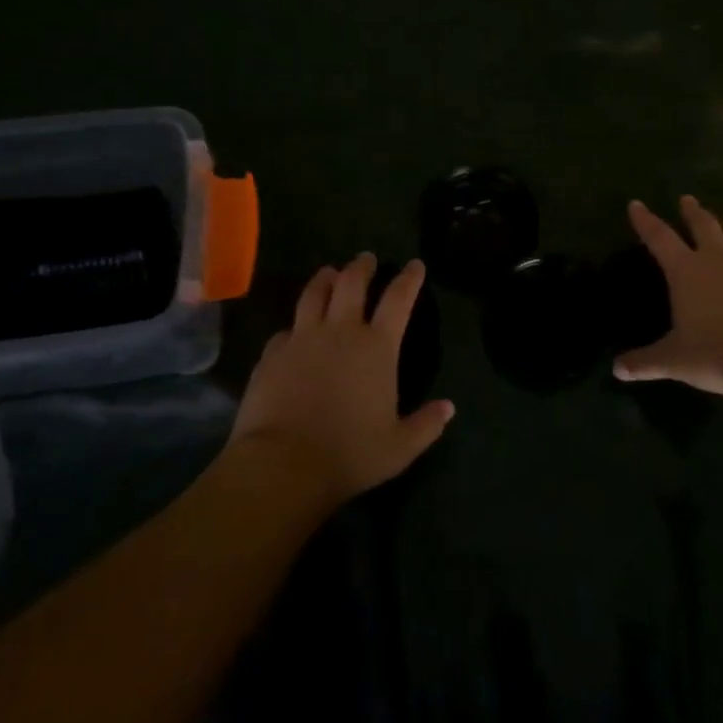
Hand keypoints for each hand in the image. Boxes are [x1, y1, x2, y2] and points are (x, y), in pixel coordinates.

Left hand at [231, 254, 454, 505]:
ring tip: (329, 273)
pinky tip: (294, 331)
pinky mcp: (272, 353)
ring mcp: (302, 338)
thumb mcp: (399, 447)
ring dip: (325, 279)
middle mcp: (340, 331)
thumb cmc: (349, 454)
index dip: (409, 278)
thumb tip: (449, 408)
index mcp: (377, 347)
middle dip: (362, 266)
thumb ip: (426, 425)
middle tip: (366, 259)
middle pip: (352, 282)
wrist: (283, 463)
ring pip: (314, 293)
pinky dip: (295, 325)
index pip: (398, 299)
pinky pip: (286, 329)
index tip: (415, 264)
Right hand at [614, 196, 722, 397]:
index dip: (646, 221)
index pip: (660, 238)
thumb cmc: (720, 353)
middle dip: (693, 212)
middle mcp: (719, 261)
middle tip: (687, 199)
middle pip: (704, 226)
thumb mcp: (676, 361)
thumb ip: (645, 362)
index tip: (636, 204)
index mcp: (687, 271)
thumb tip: (616, 369)